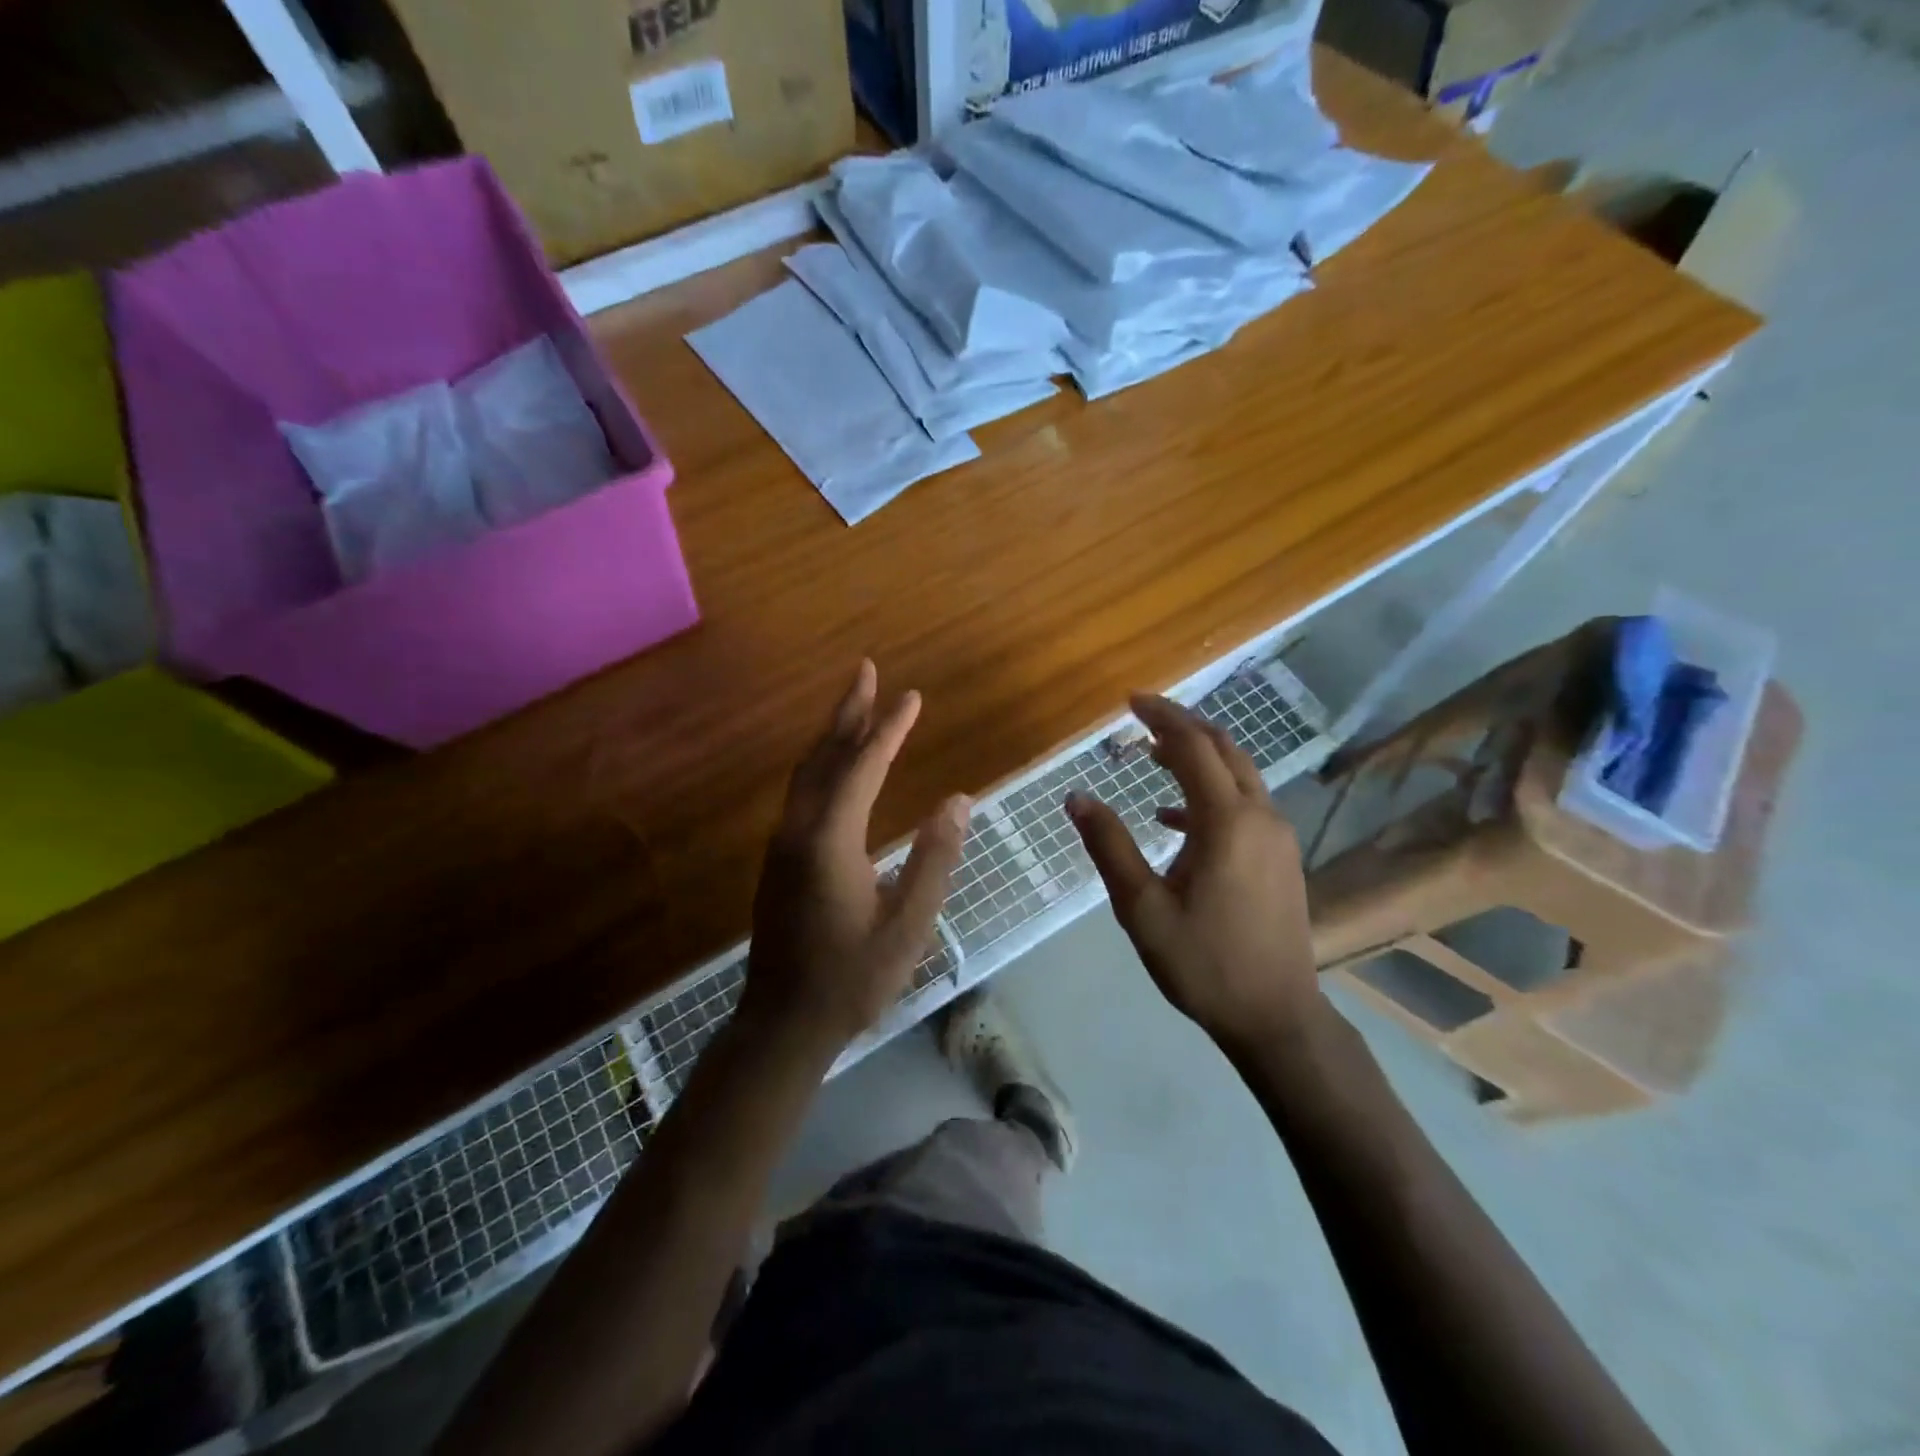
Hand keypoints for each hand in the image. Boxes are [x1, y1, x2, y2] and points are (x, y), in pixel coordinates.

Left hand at [744, 660, 969, 1050]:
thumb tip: (958, 800)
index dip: (889, 729)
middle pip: (824, 756)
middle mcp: (798, 831)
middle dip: (848, 712)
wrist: (783, 1024)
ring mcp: (782, 845)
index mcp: (829, 841)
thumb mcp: (908, 925)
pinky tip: (837, 768)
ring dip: (833, 735)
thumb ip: (934, 859)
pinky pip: (802, 794)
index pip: (863, 767)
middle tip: (866, 670)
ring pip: (807, 773)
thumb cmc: (852, 978)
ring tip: (856, 706)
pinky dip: (823, 764)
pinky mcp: (779, 860)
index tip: (913, 697)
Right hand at [1066, 694, 1320, 1051]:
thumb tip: (1077, 797)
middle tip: (1142, 718)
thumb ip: (1109, 846)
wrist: (1276, 1016)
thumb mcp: (1142, 908)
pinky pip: (1244, 804)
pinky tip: (1173, 817)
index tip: (1130, 702)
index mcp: (1227, 822)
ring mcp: (1277, 836)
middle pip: (1223, 749)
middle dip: (1182, 726)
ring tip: (1153, 755)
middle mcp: (1260, 816)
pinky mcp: (1281, 856)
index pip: (1193, 747)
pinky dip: (1209, 794)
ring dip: (1198, 756)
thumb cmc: (1203, 963)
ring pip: (1239, 774)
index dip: (1162, 718)